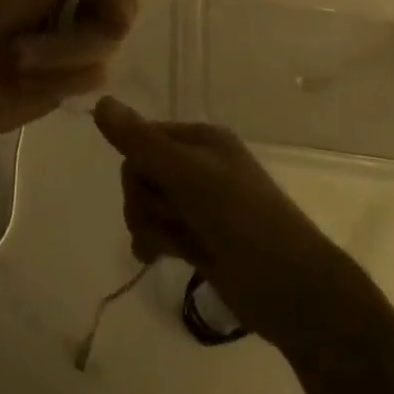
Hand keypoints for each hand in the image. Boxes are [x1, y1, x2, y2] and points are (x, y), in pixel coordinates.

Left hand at [0, 0, 229, 149]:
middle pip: (125, 6)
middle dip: (87, 23)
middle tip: (34, 32)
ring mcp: (72, 40)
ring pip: (110, 45)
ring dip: (65, 53)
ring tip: (19, 58)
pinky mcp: (66, 81)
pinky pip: (93, 78)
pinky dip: (60, 78)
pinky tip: (26, 78)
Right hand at [92, 97, 351, 347]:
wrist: (293, 290)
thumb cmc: (243, 221)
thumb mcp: (189, 176)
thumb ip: (142, 143)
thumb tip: (100, 102)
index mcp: (202, 140)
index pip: (143, 139)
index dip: (137, 165)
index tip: (148, 186)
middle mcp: (199, 167)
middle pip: (141, 174)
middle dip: (143, 200)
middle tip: (166, 217)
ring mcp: (199, 206)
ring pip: (147, 205)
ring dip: (148, 224)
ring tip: (167, 244)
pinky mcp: (198, 240)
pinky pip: (158, 231)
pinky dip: (153, 242)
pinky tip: (157, 257)